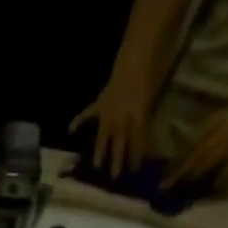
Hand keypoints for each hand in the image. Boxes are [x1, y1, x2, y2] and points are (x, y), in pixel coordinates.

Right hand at [71, 64, 158, 179]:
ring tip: (96, 166)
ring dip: (100, 150)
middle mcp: (121, 115)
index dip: (137, 153)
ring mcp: (109, 109)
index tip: (136, 170)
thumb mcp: (156, 92)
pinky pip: (88, 113)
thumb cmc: (154, 66)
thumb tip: (147, 131)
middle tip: (114, 177)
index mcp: (138, 112)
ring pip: (104, 134)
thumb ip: (148, 112)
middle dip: (117, 159)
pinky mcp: (101, 102)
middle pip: (120, 140)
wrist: (138, 50)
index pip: (138, 138)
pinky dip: (79, 121)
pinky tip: (70, 130)